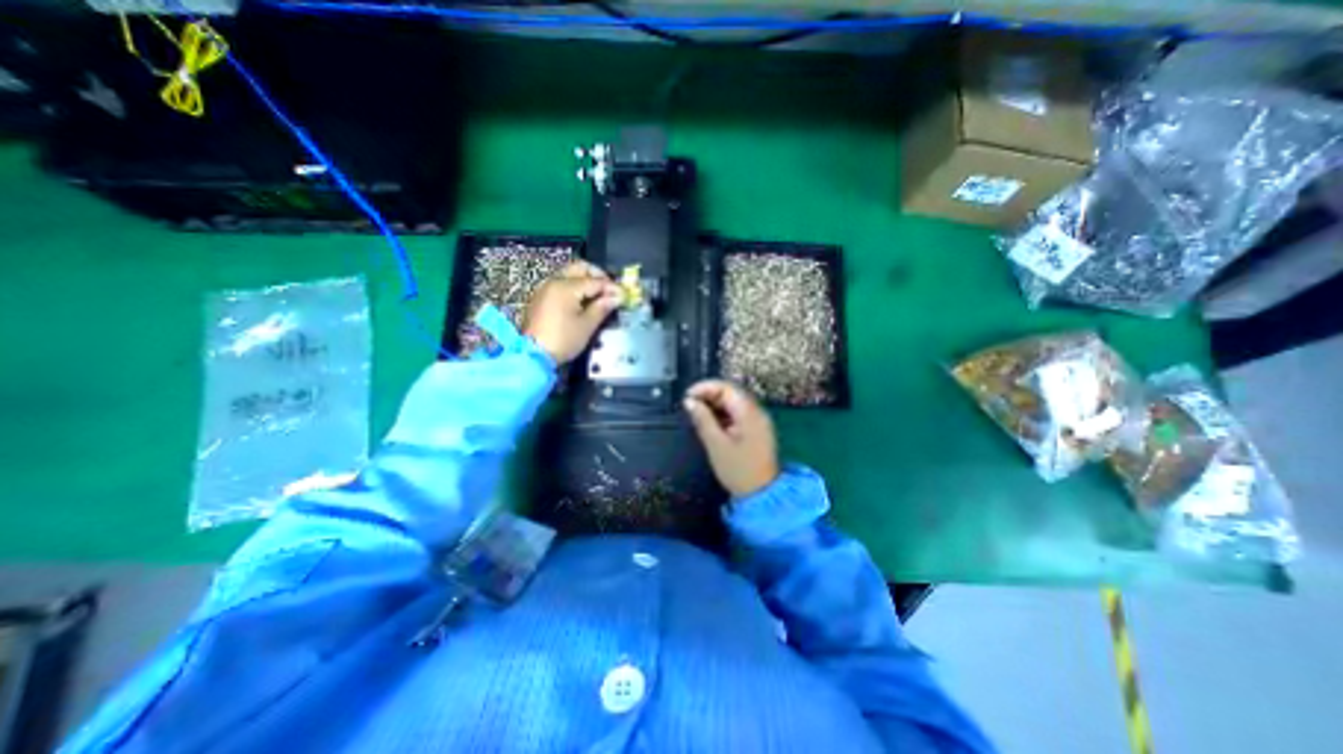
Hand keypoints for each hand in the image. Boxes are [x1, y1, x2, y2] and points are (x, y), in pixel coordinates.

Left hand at [528, 263, 626, 363]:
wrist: (533, 355)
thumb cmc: (563, 339)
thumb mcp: (587, 325)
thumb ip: (602, 307)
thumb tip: (617, 297)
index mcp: (566, 286)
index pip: (595, 281)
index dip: (611, 287)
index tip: (623, 295)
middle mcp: (554, 282)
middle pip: (579, 268)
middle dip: (597, 276)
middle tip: (609, 290)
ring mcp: (545, 289)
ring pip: (569, 275)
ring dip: (585, 281)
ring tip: (598, 297)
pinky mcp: (541, 298)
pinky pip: (561, 285)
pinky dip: (574, 288)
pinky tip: (583, 302)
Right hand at [687, 381, 783, 496]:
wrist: (761, 494)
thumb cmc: (738, 470)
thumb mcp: (716, 445)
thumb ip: (703, 420)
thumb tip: (689, 402)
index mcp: (749, 413)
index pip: (727, 388)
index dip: (705, 387)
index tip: (687, 396)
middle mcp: (757, 412)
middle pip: (731, 393)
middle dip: (709, 395)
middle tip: (690, 405)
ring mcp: (758, 420)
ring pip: (734, 403)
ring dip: (715, 405)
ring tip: (696, 413)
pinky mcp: (756, 430)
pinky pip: (738, 414)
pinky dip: (723, 414)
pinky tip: (710, 422)